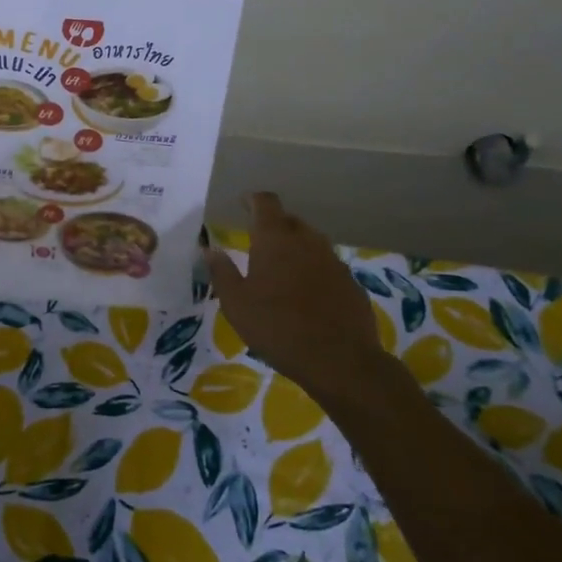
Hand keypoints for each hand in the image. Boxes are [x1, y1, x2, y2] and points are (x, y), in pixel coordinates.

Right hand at [206, 192, 388, 400]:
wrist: (340, 361)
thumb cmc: (278, 328)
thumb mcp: (236, 304)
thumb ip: (222, 272)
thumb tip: (210, 249)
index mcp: (275, 239)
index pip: (266, 202)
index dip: (253, 200)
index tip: (243, 204)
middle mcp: (306, 241)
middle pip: (289, 220)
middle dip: (274, 225)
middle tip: (259, 243)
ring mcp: (333, 260)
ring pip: (311, 242)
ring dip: (296, 248)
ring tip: (283, 270)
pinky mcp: (351, 282)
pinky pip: (328, 266)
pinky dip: (315, 271)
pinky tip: (308, 295)